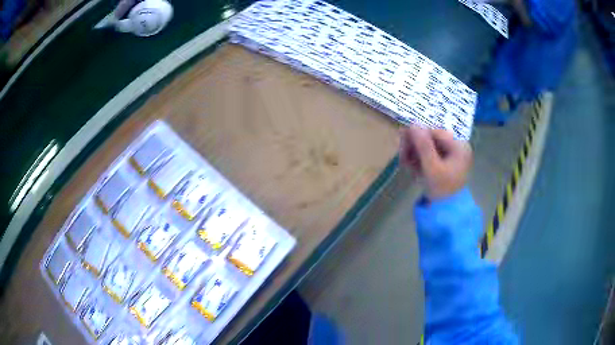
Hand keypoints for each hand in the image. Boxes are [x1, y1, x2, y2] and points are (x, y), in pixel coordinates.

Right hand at [399, 126, 472, 200]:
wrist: (446, 213)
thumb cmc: (442, 190)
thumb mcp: (432, 168)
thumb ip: (423, 146)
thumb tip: (413, 124)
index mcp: (459, 146)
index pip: (435, 132)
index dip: (418, 135)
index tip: (402, 142)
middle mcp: (456, 148)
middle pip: (431, 138)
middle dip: (414, 145)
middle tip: (402, 156)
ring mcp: (451, 156)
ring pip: (428, 146)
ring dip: (414, 153)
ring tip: (404, 163)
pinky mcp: (444, 164)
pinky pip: (429, 155)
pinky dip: (418, 159)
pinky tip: (410, 166)